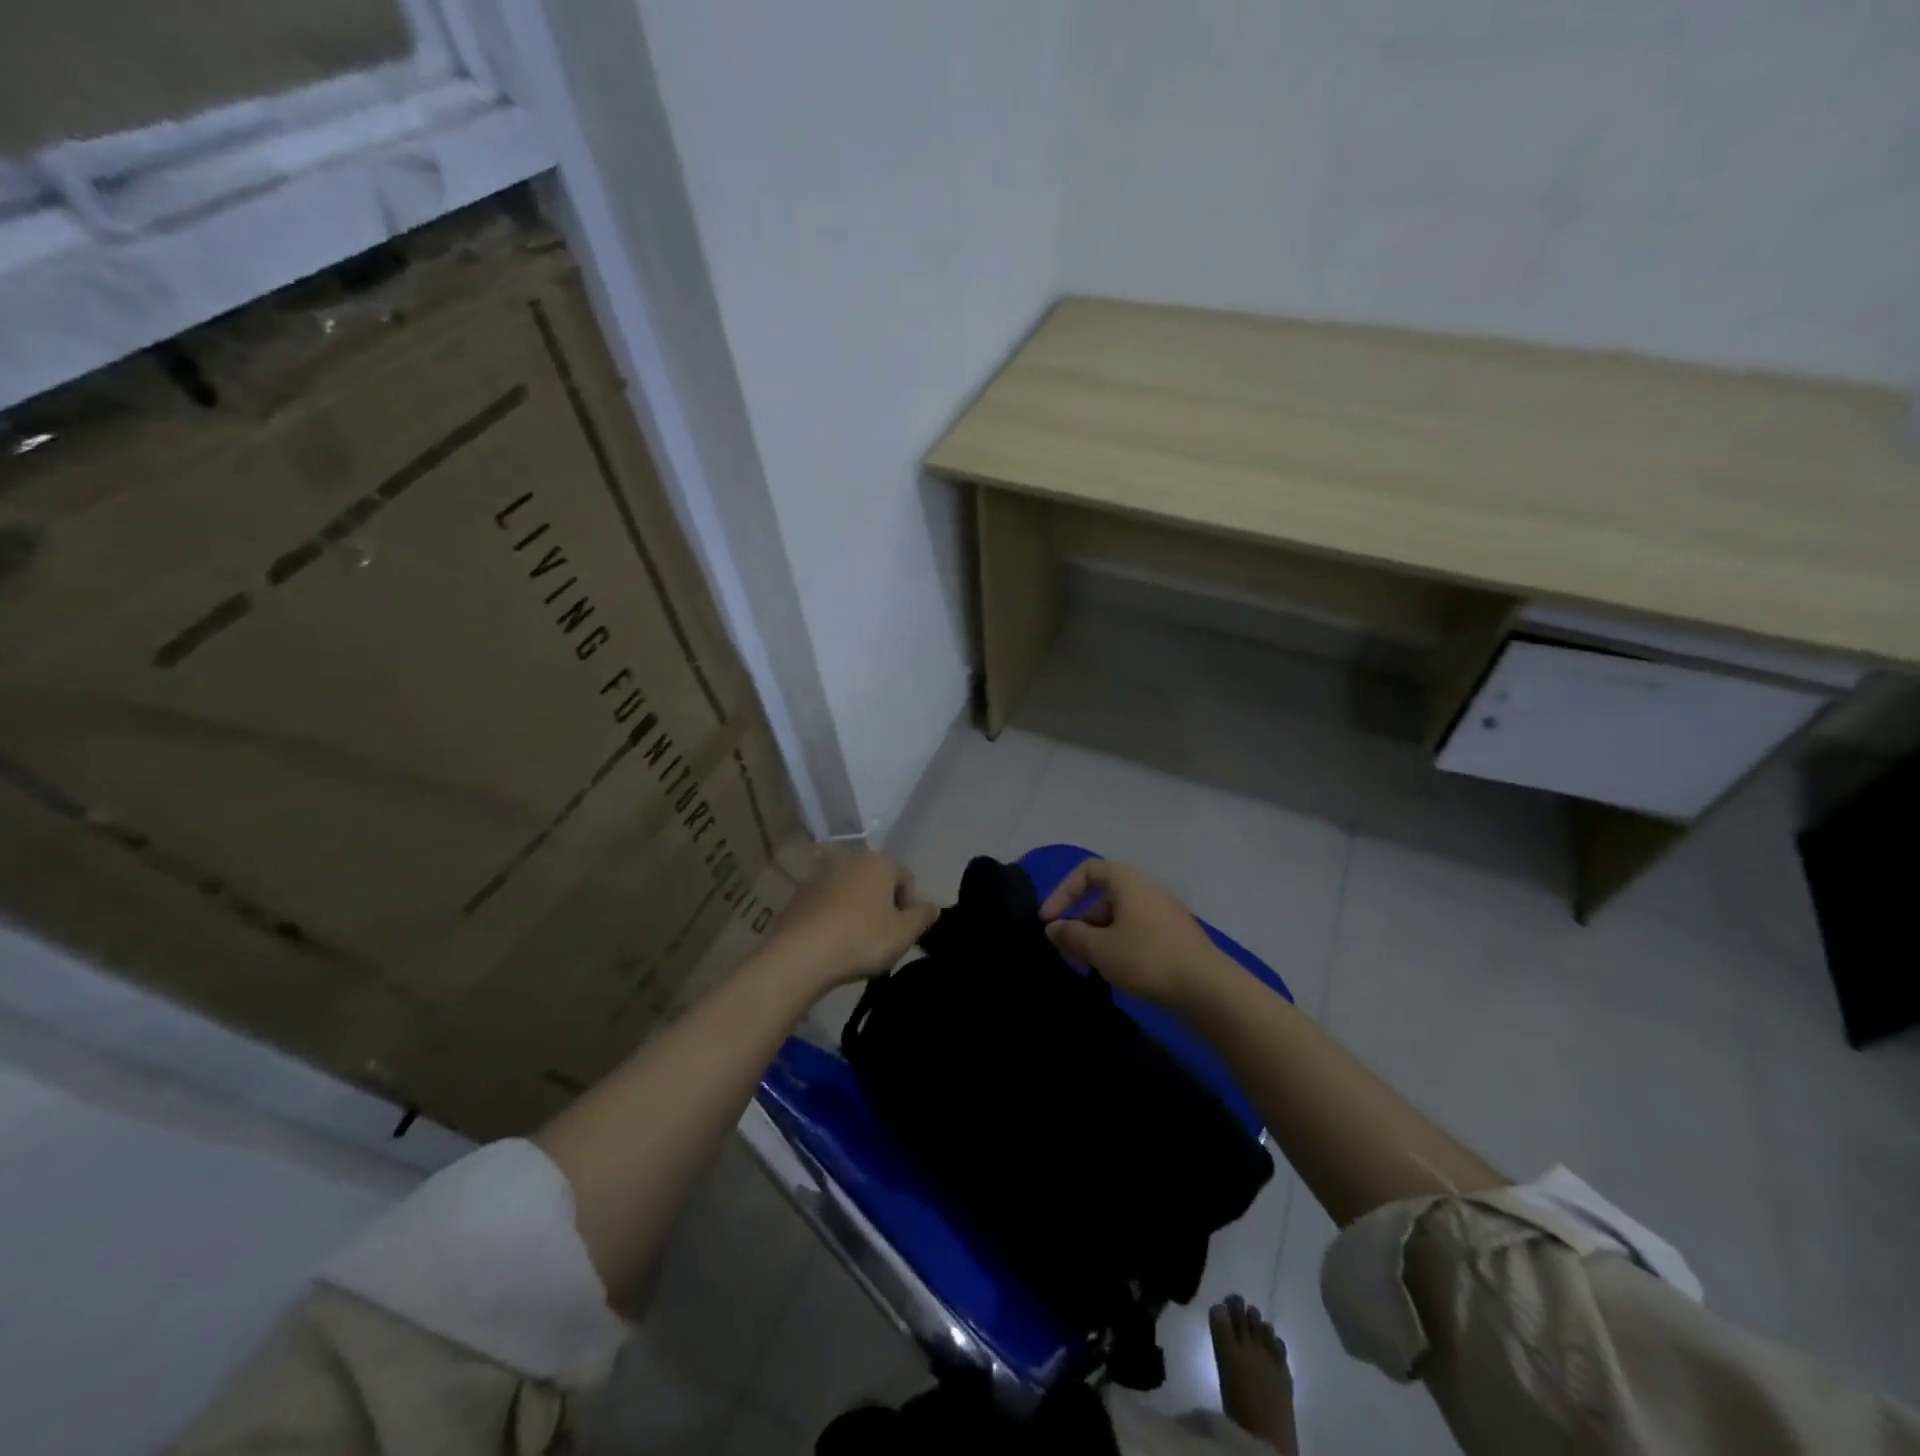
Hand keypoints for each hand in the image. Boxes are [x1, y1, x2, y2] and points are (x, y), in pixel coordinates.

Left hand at [762, 849, 936, 990]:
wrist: (801, 954)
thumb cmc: (862, 939)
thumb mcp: (904, 933)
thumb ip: (923, 916)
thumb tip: (932, 906)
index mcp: (878, 862)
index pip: (906, 878)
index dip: (910, 907)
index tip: (903, 933)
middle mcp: (849, 860)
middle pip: (876, 883)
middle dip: (882, 906)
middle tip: (882, 939)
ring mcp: (820, 876)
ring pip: (850, 893)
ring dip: (857, 911)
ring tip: (855, 943)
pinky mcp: (799, 896)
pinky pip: (826, 905)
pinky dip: (833, 918)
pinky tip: (832, 943)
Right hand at [1040, 859, 1228, 1006]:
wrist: (1209, 990)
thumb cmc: (1147, 958)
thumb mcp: (1100, 948)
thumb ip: (1072, 935)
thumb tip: (1054, 927)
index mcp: (1128, 882)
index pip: (1088, 871)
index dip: (1063, 892)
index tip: (1049, 921)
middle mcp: (1147, 890)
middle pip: (1103, 898)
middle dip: (1080, 924)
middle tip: (1067, 954)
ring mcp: (1165, 915)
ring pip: (1120, 919)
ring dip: (1098, 939)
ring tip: (1089, 969)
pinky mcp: (1176, 939)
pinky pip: (1138, 934)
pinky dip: (1119, 947)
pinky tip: (1116, 974)